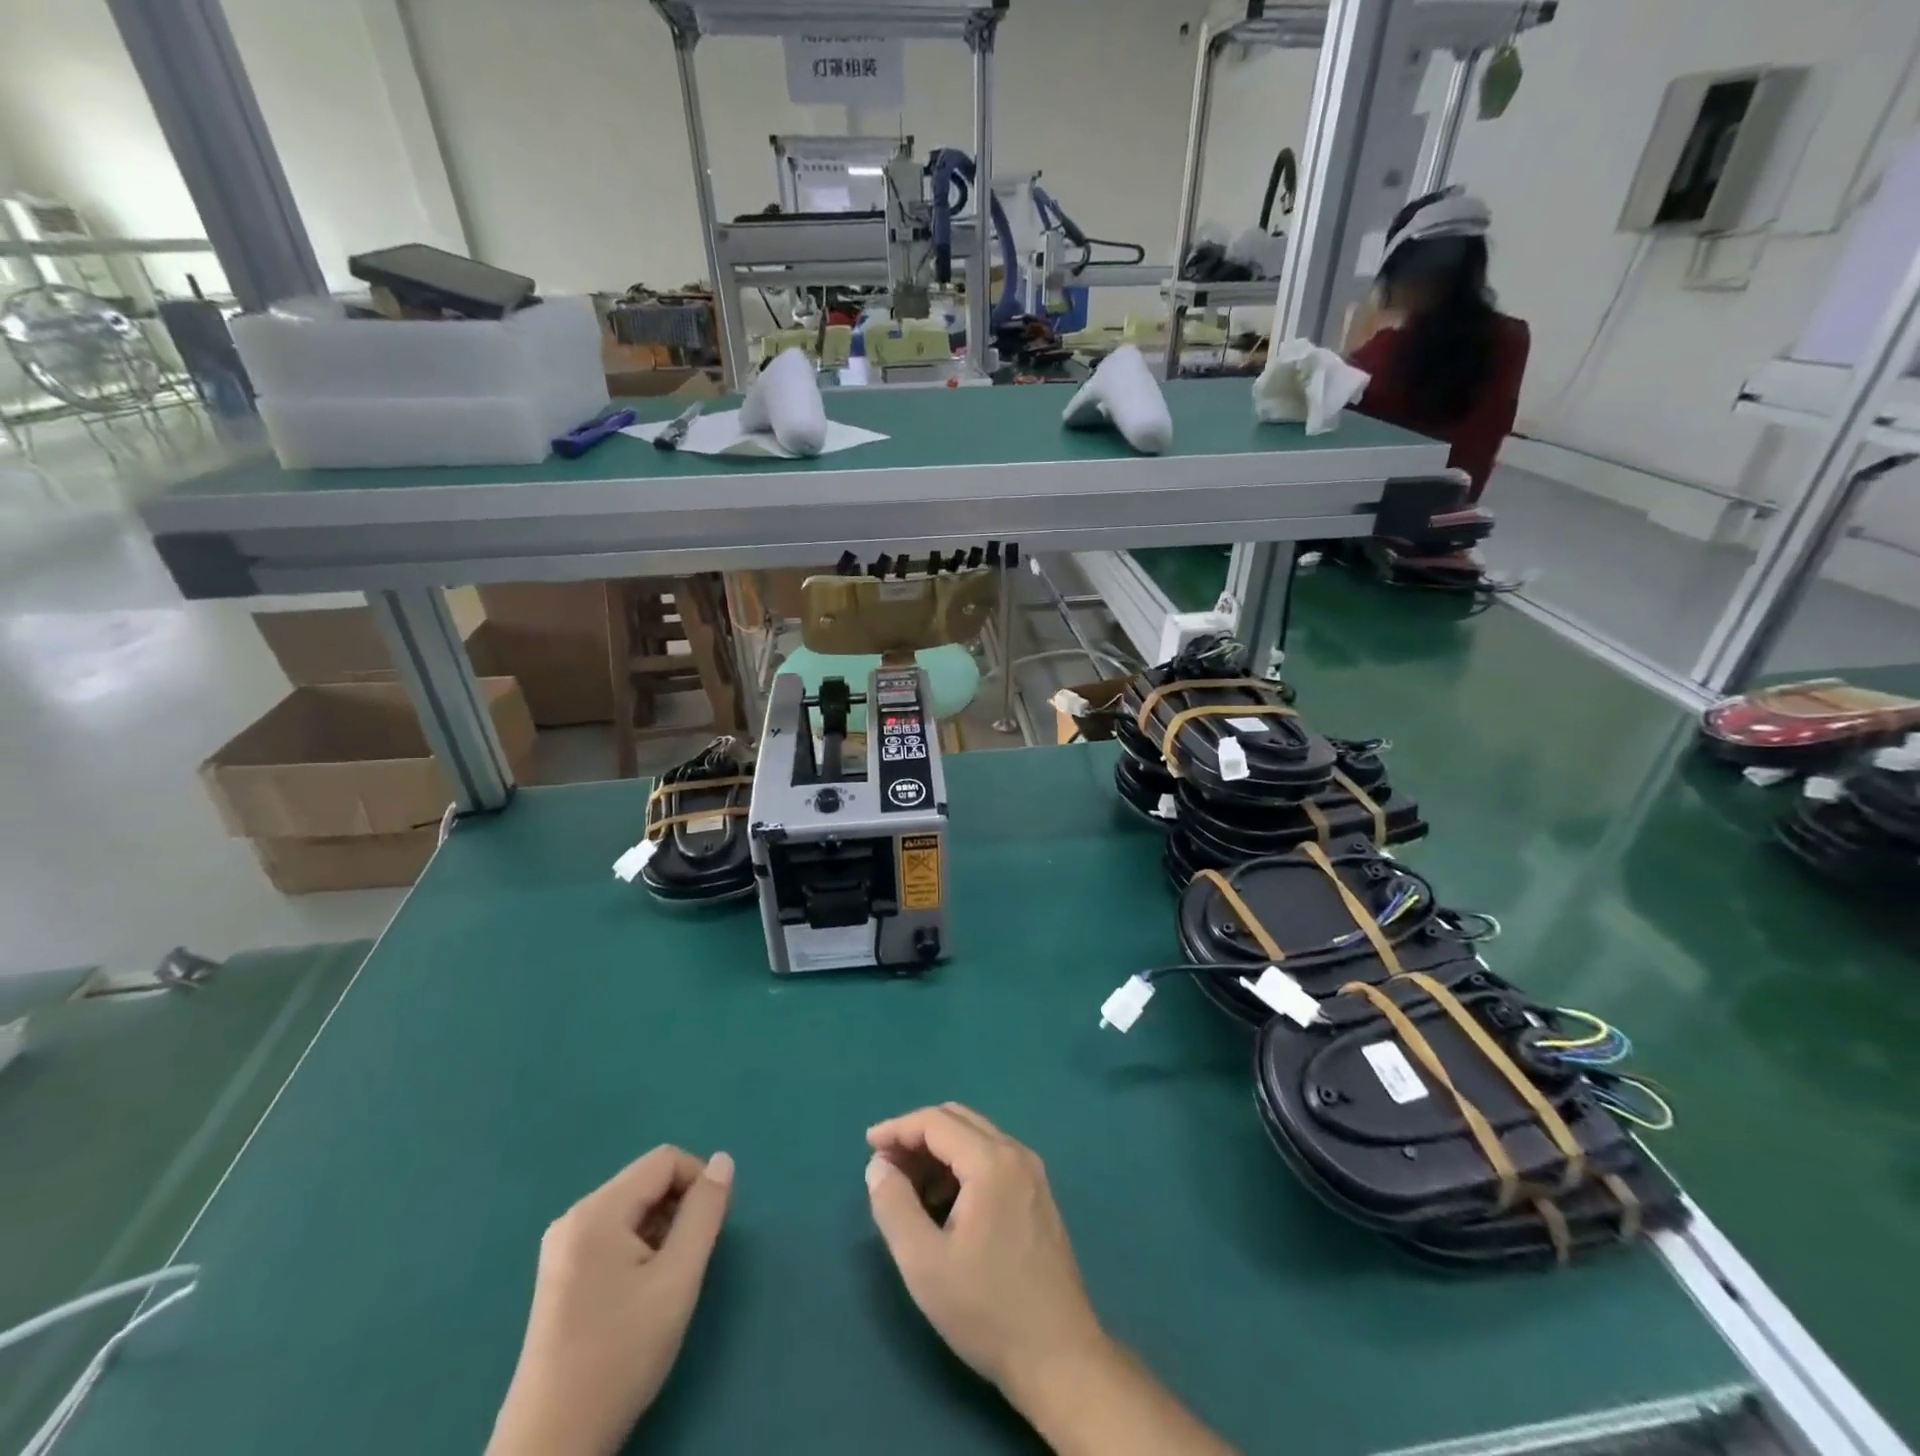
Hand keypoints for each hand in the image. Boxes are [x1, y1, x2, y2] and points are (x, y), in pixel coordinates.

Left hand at [488, 1147, 733, 1455]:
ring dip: (661, 1232)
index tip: (710, 1230)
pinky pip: (613, 1235)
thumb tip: (723, 1161)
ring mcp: (562, 1248)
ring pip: (633, 1210)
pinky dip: (639, 1250)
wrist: (552, 1446)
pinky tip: (640, 1296)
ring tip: (664, 1285)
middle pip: (646, 1183)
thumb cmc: (620, 1355)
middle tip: (688, 1263)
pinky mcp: (560, 1275)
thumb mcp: (677, 1279)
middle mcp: (574, 1218)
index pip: (665, 1160)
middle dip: (678, 1210)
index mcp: (597, 1211)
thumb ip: (704, 1213)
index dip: (698, 1182)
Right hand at [864, 1104, 1107, 1399]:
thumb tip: (878, 1164)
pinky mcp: (1038, 1195)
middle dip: (917, 1136)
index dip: (897, 1129)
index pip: (936, 1121)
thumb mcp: (924, 1263)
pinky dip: (961, 1166)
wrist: (1059, 1357)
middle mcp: (1016, 1153)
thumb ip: (894, 1205)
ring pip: (976, 1138)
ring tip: (909, 1190)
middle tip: (886, 1168)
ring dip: (938, 1152)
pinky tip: (944, 1205)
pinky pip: (992, 1159)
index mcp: (991, 1161)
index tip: (867, 1147)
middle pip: (958, 1120)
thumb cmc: (986, 1310)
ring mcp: (1032, 1173)